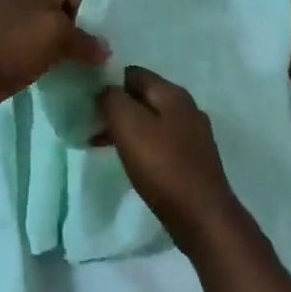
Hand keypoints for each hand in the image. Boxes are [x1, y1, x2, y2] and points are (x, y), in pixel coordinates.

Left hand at [0, 0, 108, 132]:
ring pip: (37, 34)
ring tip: (63, 70)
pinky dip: (33, 62)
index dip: (82, 14)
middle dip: (69, 33)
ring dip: (51, 50)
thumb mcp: (56, 37)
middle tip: (80, 58)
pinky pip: (22, 52)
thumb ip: (83, 41)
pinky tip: (39, 76)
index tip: (87, 42)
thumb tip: (104, 49)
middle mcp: (13, 4)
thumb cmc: (12, 48)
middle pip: (52, 13)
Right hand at [96, 68, 244, 256]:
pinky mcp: (192, 159)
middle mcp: (186, 108)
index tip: (87, 101)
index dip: (107, 82)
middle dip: (115, 107)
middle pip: (142, 96)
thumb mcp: (130, 127)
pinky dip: (140, 145)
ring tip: (100, 144)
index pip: (133, 73)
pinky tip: (128, 161)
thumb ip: (113, 100)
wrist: (203, 218)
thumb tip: (105, 90)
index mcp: (173, 94)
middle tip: (90, 125)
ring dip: (125, 128)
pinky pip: (160, 141)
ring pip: (150, 120)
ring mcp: (193, 135)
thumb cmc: (164, 167)